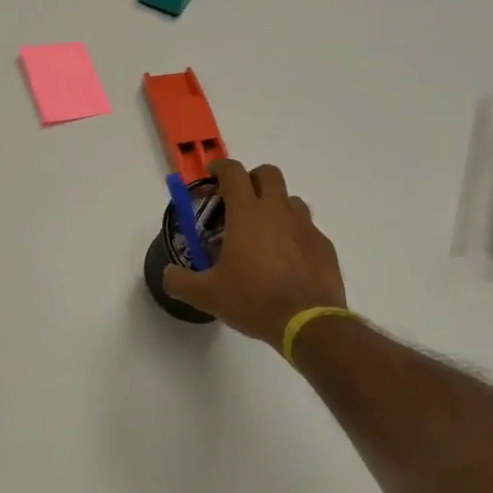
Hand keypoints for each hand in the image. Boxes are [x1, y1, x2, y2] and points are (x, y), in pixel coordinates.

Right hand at [164, 159, 347, 346]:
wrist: (309, 324)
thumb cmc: (254, 300)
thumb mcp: (207, 295)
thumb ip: (180, 281)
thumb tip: (168, 274)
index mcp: (247, 213)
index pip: (233, 172)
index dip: (220, 168)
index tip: (212, 176)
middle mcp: (278, 210)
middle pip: (268, 174)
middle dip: (252, 179)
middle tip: (239, 201)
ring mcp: (305, 226)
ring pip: (290, 200)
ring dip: (275, 206)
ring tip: (264, 232)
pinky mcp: (324, 245)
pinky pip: (307, 228)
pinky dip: (294, 234)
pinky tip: (287, 259)